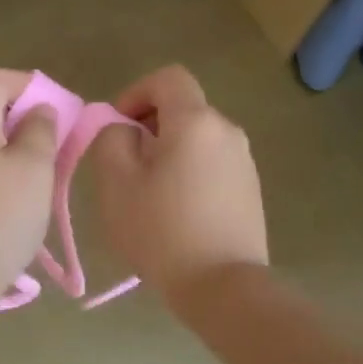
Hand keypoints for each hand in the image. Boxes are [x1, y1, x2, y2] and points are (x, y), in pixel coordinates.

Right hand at [90, 65, 266, 305]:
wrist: (223, 285)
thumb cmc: (162, 230)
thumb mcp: (117, 182)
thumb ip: (112, 139)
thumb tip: (124, 129)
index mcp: (196, 121)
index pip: (168, 78)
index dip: (136, 92)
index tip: (117, 126)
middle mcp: (227, 131)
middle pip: (184, 109)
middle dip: (149, 125)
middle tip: (125, 163)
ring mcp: (244, 161)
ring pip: (197, 139)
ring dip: (169, 151)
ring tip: (148, 192)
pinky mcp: (251, 189)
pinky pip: (212, 164)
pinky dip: (189, 172)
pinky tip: (175, 211)